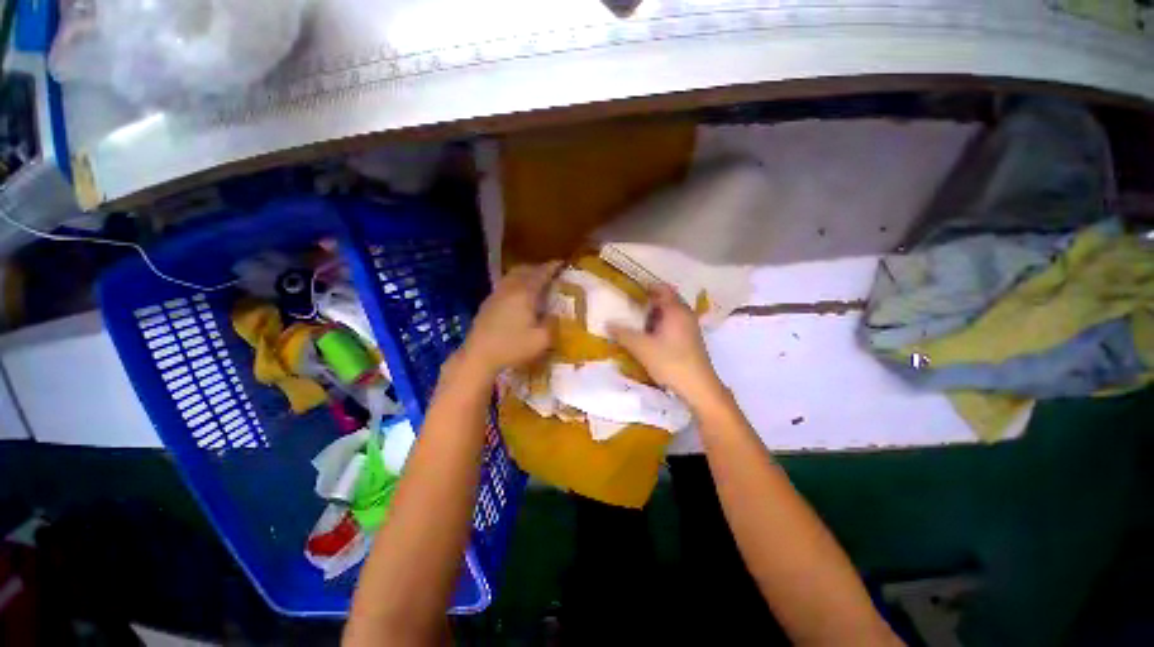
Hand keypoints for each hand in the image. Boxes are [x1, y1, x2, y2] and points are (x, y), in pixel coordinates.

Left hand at [459, 262, 560, 376]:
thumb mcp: (542, 340)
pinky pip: (505, 284)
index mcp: (524, 293)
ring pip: (512, 276)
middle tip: (550, 273)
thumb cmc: (512, 347)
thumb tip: (554, 316)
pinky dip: (515, 283)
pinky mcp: (488, 303)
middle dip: (538, 268)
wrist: (479, 356)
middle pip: (525, 270)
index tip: (562, 263)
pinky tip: (518, 296)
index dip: (552, 267)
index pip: (541, 274)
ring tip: (535, 282)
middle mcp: (510, 288)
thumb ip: (552, 325)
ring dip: (525, 274)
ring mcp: (496, 294)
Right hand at [608, 284, 725, 408]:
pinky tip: (650, 337)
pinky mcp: (691, 340)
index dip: (647, 286)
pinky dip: (661, 325)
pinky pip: (674, 324)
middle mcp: (685, 314)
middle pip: (667, 300)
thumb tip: (607, 323)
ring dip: (654, 315)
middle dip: (649, 302)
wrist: (698, 387)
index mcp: (675, 310)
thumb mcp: (642, 347)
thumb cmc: (670, 362)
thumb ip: (623, 333)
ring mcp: (690, 327)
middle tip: (630, 306)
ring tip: (636, 322)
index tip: (631, 289)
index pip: (662, 288)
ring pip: (670, 313)